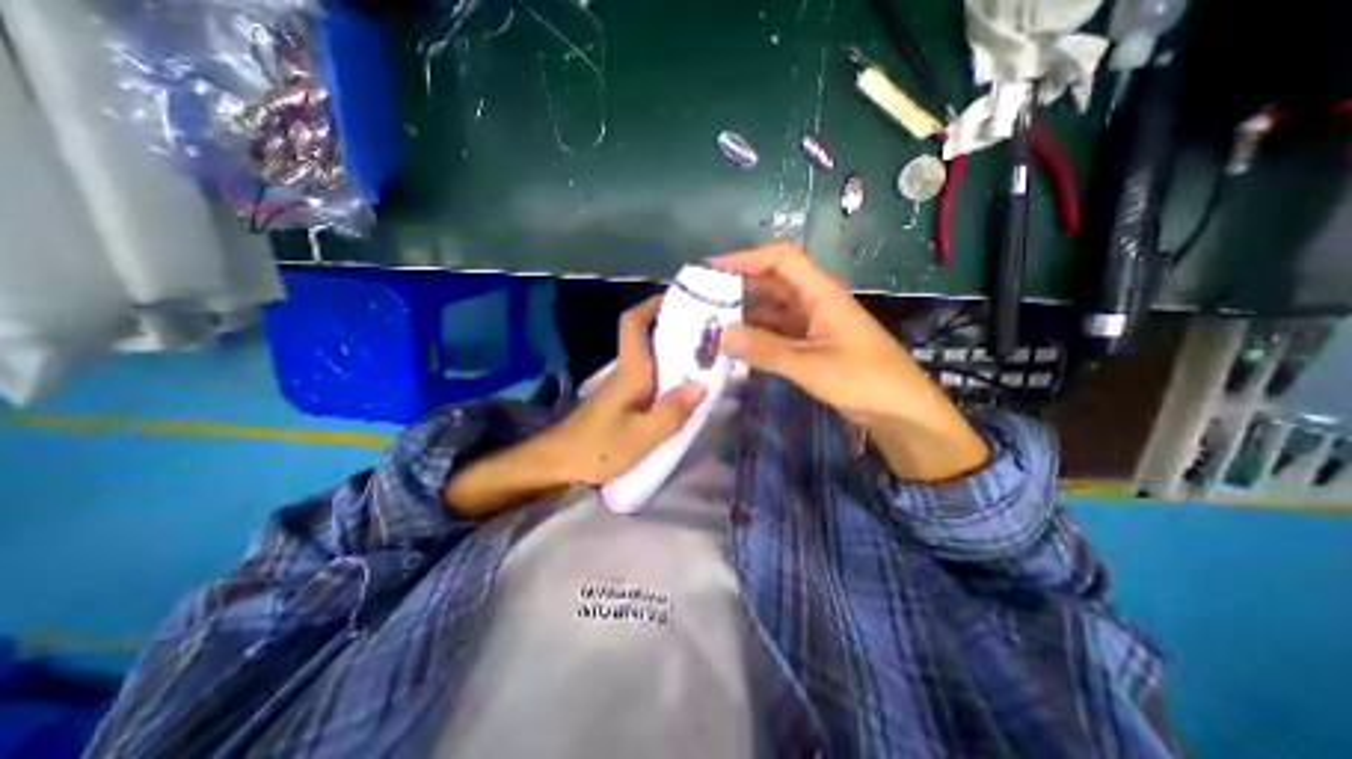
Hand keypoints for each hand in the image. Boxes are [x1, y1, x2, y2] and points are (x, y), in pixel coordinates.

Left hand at [539, 298, 709, 486]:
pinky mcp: (624, 396)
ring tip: (705, 352)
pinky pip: (650, 372)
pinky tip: (685, 383)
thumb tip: (701, 385)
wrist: (560, 461)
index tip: (680, 298)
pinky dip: (669, 369)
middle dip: (674, 324)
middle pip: (646, 334)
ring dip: (674, 347)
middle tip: (707, 327)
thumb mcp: (640, 436)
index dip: (652, 304)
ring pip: (650, 353)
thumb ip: (671, 412)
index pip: (633, 323)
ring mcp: (624, 383)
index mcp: (630, 370)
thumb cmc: (599, 447)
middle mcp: (626, 369)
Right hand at [712, 243, 990, 479]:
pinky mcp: (810, 345)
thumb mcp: (811, 365)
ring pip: (771, 310)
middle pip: (771, 283)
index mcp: (820, 293)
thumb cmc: (864, 380)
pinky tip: (734, 348)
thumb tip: (721, 335)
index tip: (710, 270)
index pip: (780, 259)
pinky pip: (776, 333)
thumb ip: (765, 349)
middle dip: (737, 288)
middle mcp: (814, 301)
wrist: (901, 412)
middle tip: (701, 302)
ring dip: (744, 315)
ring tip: (710, 325)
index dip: (745, 258)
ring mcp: (811, 324)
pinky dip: (755, 337)